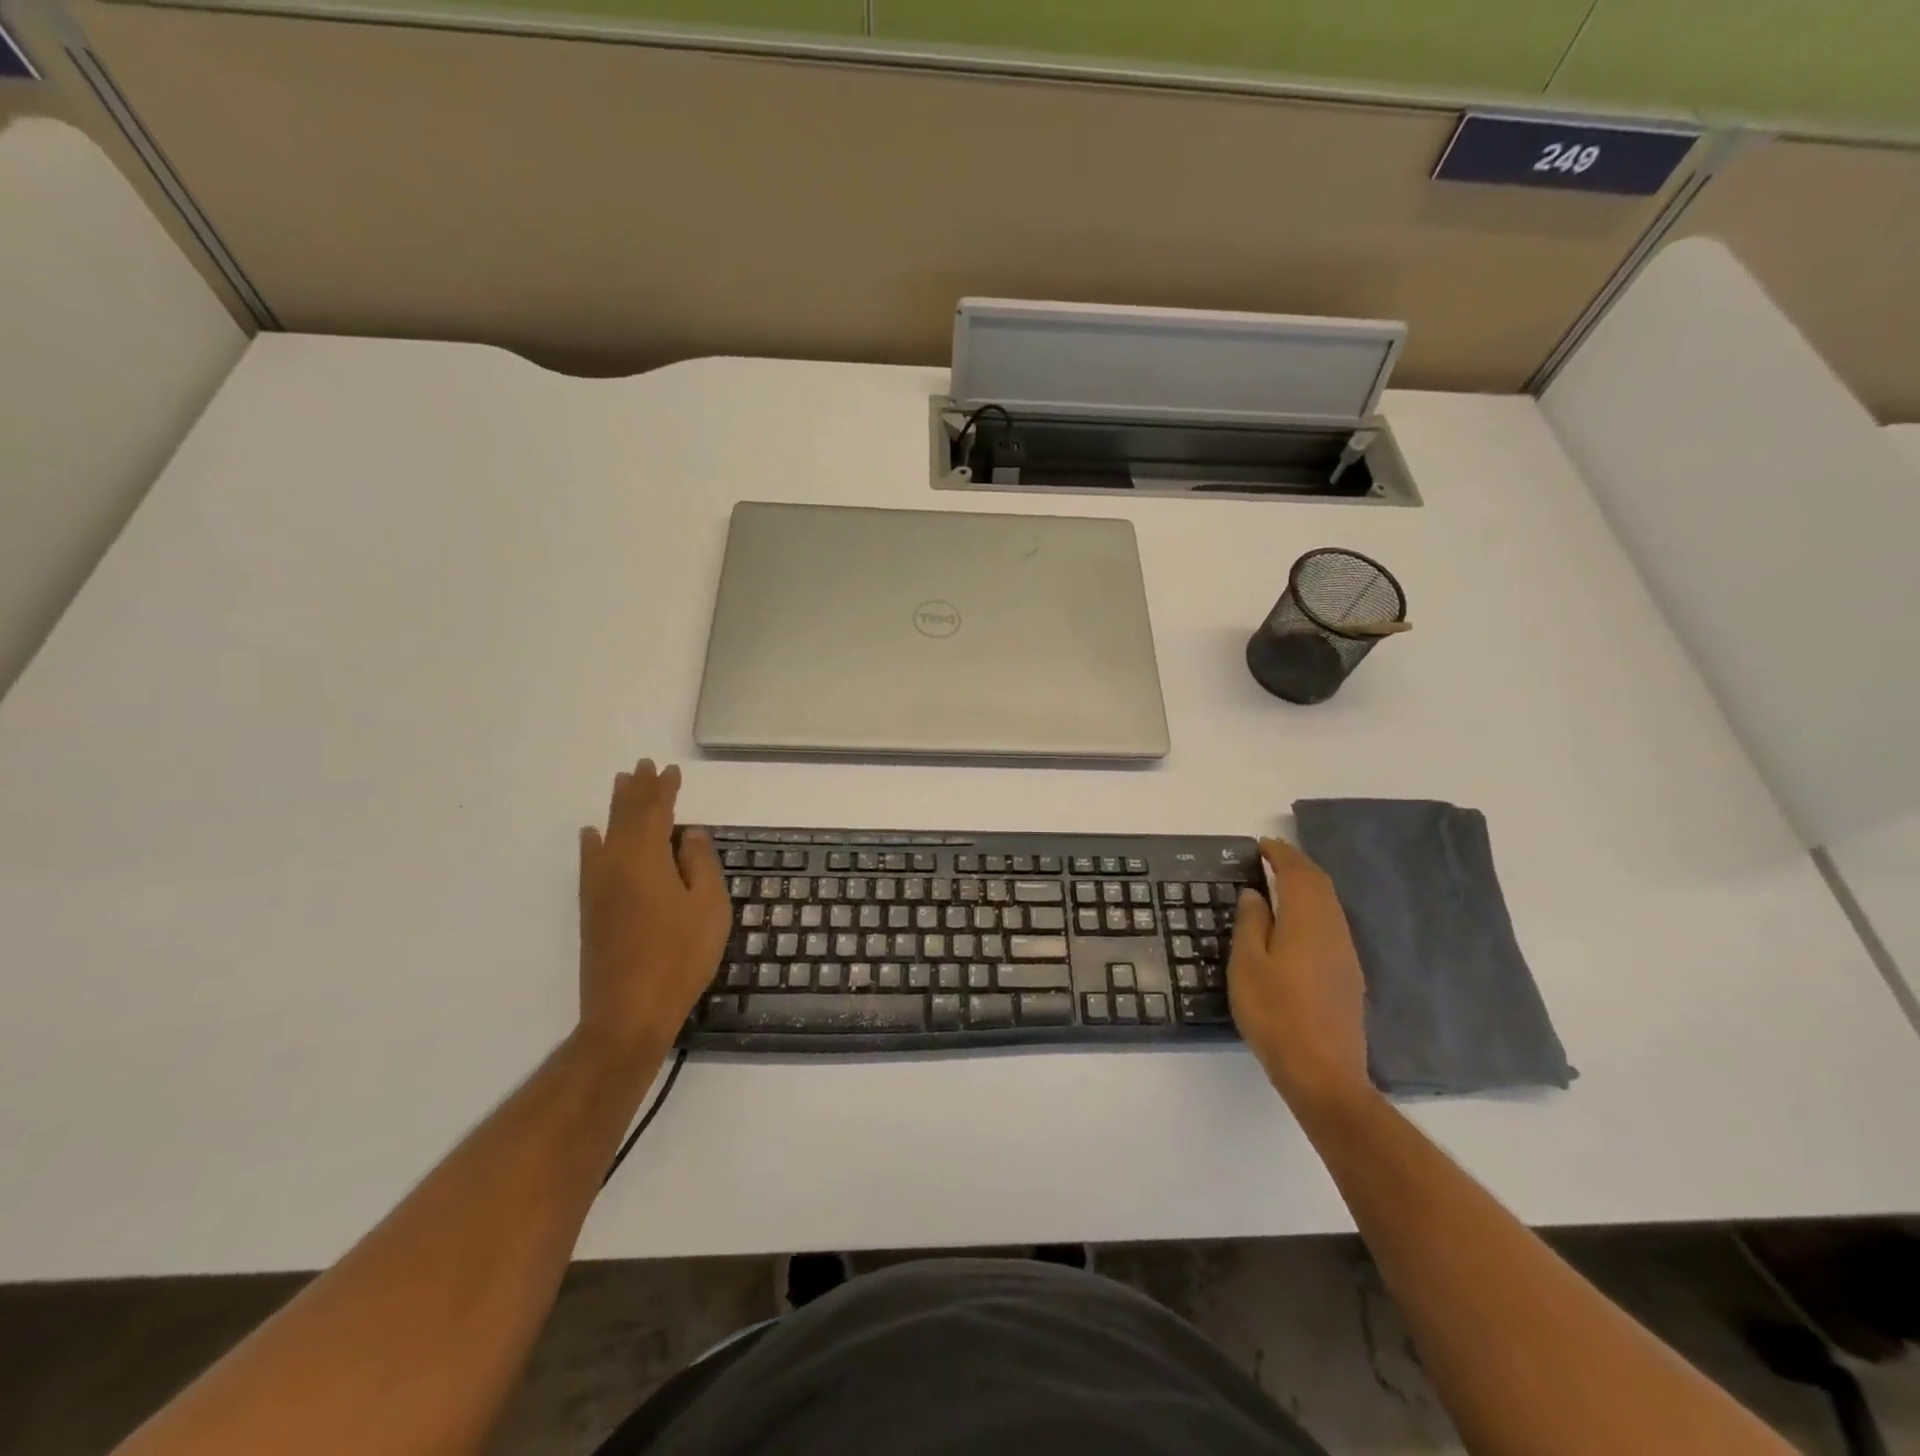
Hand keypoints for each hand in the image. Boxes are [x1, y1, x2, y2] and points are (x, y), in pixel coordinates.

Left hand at [577, 761, 731, 1062]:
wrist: (629, 1011)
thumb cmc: (680, 956)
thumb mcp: (709, 907)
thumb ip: (700, 864)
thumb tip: (690, 834)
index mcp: (646, 858)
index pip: (656, 812)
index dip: (664, 789)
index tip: (671, 770)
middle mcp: (616, 864)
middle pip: (626, 816)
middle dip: (637, 790)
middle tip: (643, 766)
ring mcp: (599, 887)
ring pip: (607, 834)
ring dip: (616, 808)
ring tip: (621, 784)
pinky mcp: (591, 910)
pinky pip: (590, 860)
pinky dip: (592, 843)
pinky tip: (590, 836)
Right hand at [1228, 838, 1375, 1120]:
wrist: (1323, 1073)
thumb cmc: (1275, 1014)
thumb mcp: (1247, 965)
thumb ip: (1251, 923)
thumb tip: (1255, 893)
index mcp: (1308, 921)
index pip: (1299, 874)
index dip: (1281, 854)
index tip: (1261, 845)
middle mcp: (1334, 930)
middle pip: (1320, 885)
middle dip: (1297, 865)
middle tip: (1271, 858)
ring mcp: (1346, 955)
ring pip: (1330, 905)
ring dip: (1308, 887)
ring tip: (1281, 884)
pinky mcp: (1349, 976)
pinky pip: (1332, 925)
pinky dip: (1314, 909)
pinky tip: (1297, 924)